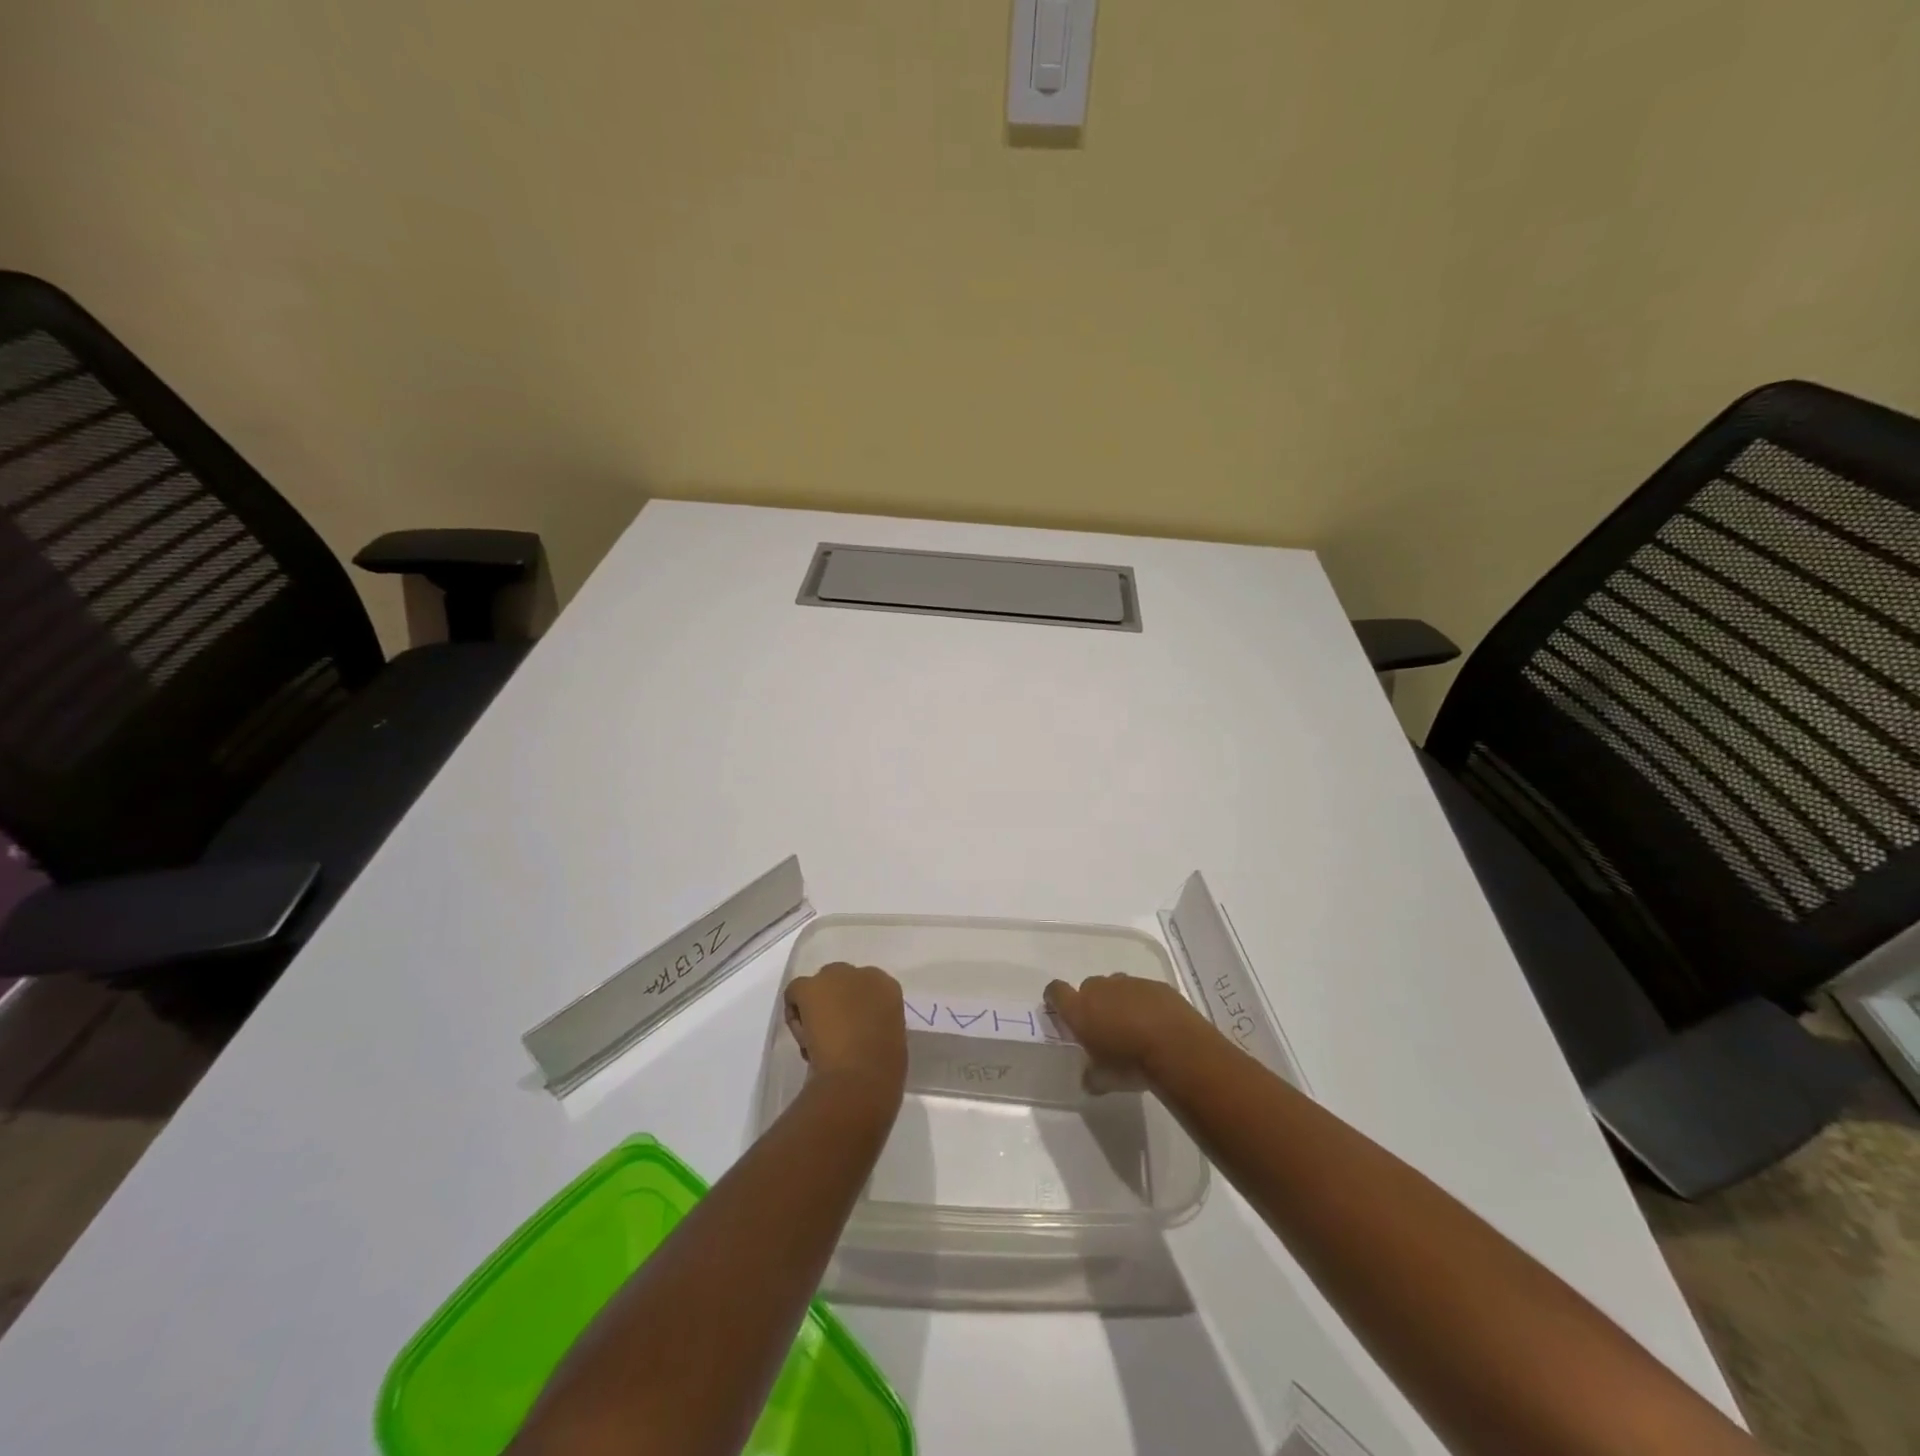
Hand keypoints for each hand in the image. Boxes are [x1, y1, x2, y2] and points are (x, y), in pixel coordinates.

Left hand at [784, 962, 906, 1103]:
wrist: (860, 1077)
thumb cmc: (883, 1068)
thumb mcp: (890, 1038)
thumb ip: (876, 1024)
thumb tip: (862, 1032)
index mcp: (887, 987)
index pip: (867, 988)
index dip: (856, 1008)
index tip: (852, 1030)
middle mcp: (862, 974)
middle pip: (841, 980)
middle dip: (835, 1001)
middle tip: (831, 1032)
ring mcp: (835, 977)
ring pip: (817, 986)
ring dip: (815, 1005)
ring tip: (815, 1040)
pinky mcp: (809, 987)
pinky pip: (795, 992)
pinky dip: (794, 1012)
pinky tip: (803, 1037)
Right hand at [1045, 974, 1215, 1088]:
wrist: (1177, 1048)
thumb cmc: (1131, 1064)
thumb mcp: (1104, 1079)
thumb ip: (1091, 1075)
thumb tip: (1089, 1079)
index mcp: (1080, 1009)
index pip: (1056, 991)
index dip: (1054, 997)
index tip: (1057, 1008)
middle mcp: (1101, 989)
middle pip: (1088, 987)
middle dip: (1092, 1003)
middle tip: (1103, 1026)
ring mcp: (1129, 984)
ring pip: (1116, 987)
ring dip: (1119, 1001)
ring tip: (1132, 1025)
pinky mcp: (1156, 985)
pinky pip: (1142, 991)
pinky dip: (1144, 1003)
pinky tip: (1156, 1023)